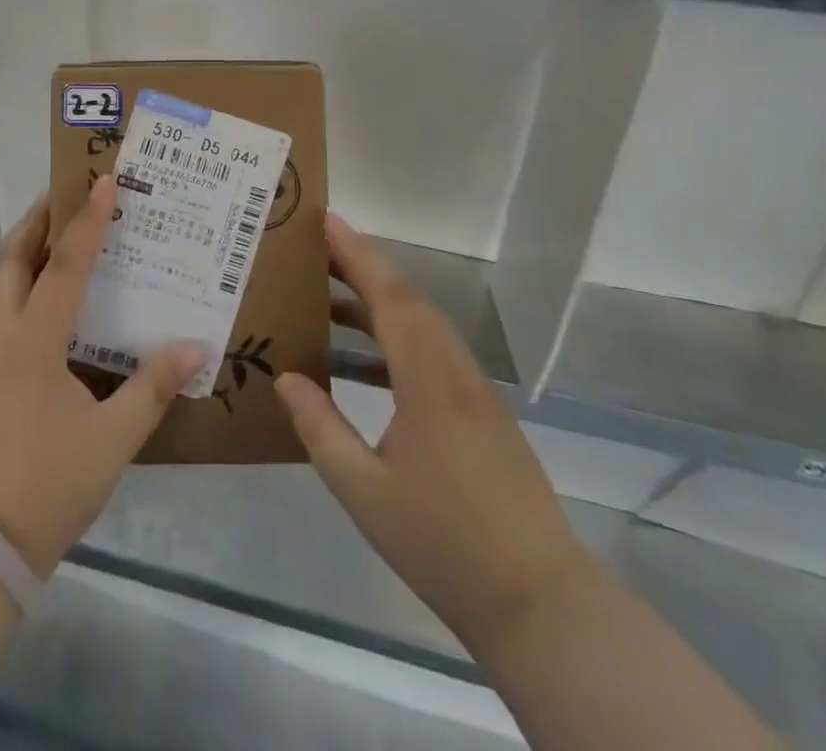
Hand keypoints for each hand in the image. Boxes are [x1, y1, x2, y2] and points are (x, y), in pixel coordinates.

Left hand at [0, 176, 204, 579]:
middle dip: (37, 221)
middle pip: (12, 258)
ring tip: (55, 233)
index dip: (88, 221)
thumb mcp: (112, 438)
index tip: (105, 181)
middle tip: (67, 195)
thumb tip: (196, 348)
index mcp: (34, 341)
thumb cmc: (49, 483)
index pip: (66, 265)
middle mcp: (2, 334)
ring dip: (24, 249)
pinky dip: (19, 281)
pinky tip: (45, 297)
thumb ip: (153, 387)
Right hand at [273, 215, 595, 656]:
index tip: (328, 221)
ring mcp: (475, 392)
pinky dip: (396, 337)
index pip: (390, 297)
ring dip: (378, 301)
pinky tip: (365, 364)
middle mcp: (455, 372)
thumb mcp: (364, 492)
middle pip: (408, 300)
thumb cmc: (445, 544)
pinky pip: (434, 352)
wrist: (540, 604)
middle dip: (362, 267)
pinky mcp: (483, 414)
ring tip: (328, 300)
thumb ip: (320, 428)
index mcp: (428, 381)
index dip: (357, 255)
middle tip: (315, 251)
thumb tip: (285, 377)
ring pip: (423, 325)